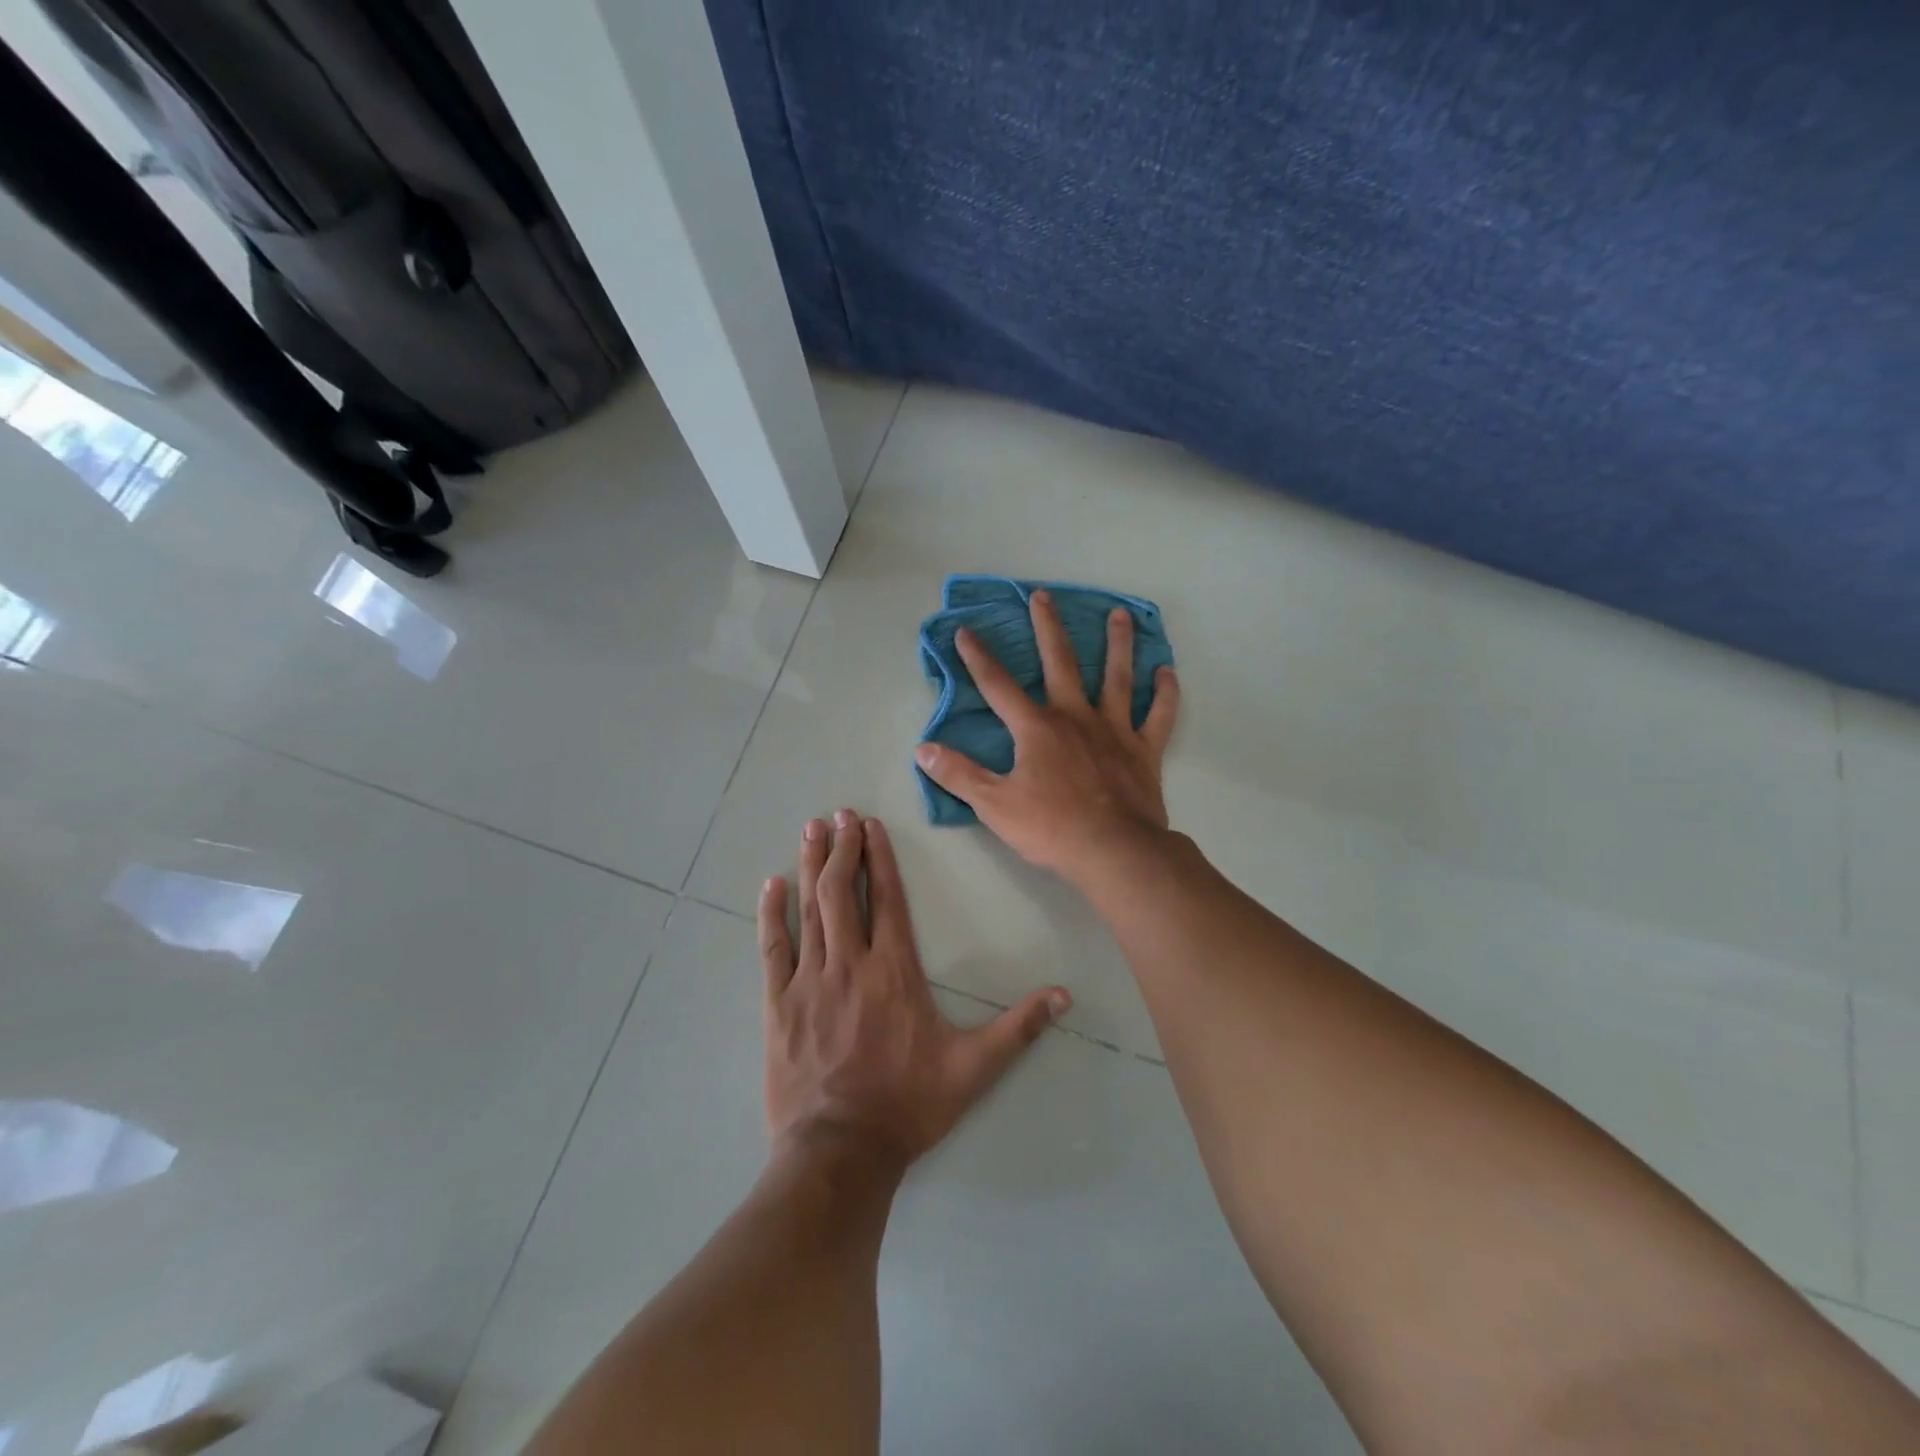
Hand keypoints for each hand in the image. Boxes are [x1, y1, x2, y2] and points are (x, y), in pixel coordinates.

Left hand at [759, 810, 1070, 1168]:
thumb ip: (1018, 1029)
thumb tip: (1064, 996)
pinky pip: (773, 949)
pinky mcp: (779, 1004)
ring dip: (811, 866)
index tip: (870, 824)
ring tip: (811, 830)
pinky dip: (771, 914)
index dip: (880, 857)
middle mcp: (850, 963)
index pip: (888, 899)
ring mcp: (810, 981)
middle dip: (842, 848)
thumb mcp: (974, 1068)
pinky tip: (770, 885)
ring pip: (811, 909)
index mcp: (895, 971)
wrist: (840, 1152)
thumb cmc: (908, 1105)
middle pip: (844, 892)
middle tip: (839, 814)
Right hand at [913, 590, 1179, 882]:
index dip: (978, 657)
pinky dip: (1164, 693)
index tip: (966, 630)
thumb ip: (958, 774)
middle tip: (1043, 596)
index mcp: (1036, 728)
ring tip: (1119, 614)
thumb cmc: (1051, 827)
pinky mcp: (1143, 750)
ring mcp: (1113, 730)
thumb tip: (923, 749)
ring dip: (1117, 644)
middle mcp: (1075, 717)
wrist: (1113, 851)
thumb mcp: (993, 804)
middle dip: (1047, 628)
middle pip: (1060, 662)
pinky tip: (1167, 671)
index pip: (998, 686)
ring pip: (1116, 677)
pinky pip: (1158, 715)